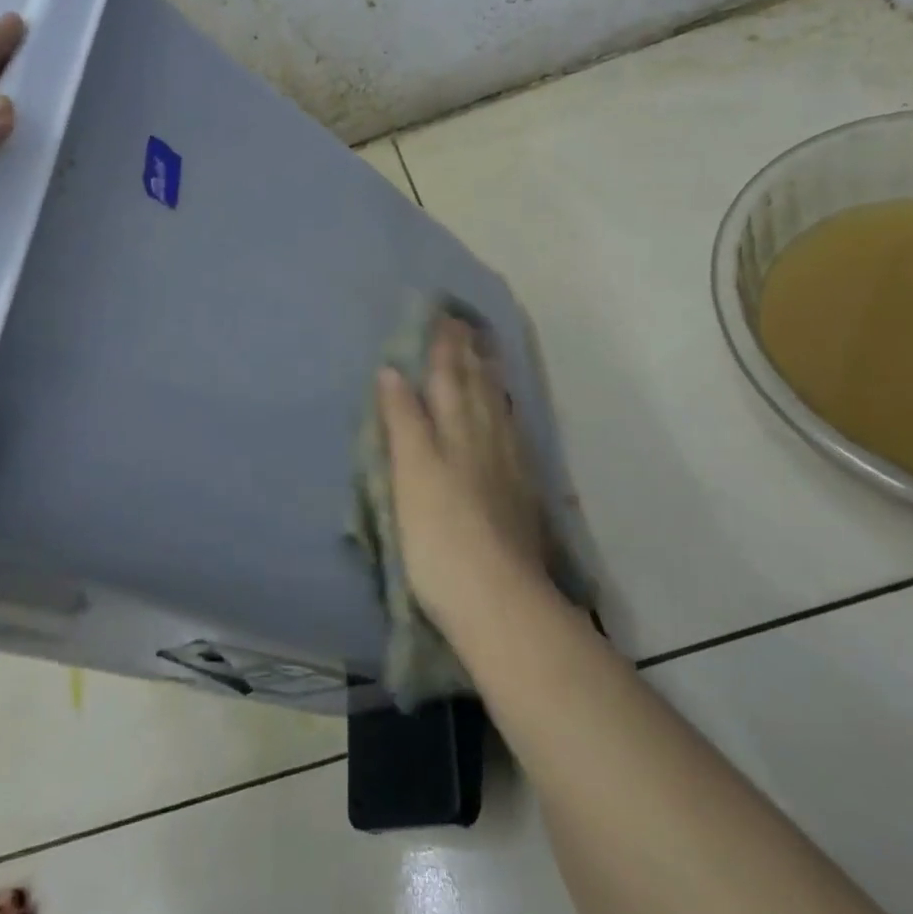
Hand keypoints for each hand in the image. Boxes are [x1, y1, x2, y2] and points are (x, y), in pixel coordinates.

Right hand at [376, 318, 550, 632]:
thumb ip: (403, 420)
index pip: (447, 376)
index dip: (443, 346)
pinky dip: (506, 413)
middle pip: (476, 386)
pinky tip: (507, 414)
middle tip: (467, 324)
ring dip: (490, 377)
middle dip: (468, 353)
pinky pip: (513, 434)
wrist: (497, 598)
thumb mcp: (410, 472)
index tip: (443, 315)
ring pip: (497, 408)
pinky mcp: (520, 492)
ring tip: (487, 353)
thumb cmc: (439, 534)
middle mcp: (484, 437)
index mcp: (453, 429)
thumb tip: (393, 371)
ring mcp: (507, 465)